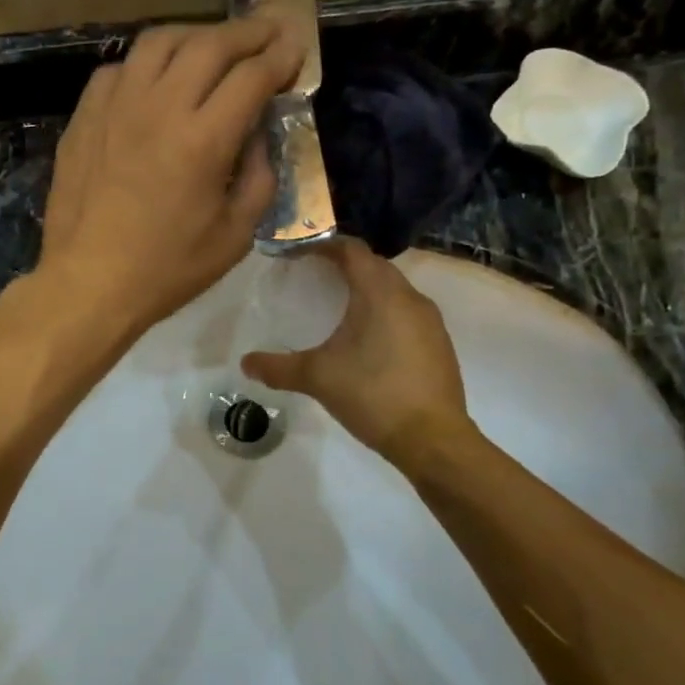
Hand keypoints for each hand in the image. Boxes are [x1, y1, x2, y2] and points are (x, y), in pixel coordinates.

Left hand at [38, 16, 302, 336]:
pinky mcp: (85, 117)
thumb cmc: (167, 270)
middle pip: (210, 45)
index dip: (280, 57)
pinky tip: (156, 79)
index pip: (251, 76)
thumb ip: (259, 178)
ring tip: (214, 44)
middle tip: (269, 30)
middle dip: (248, 31)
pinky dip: (147, 64)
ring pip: (159, 42)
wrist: (90, 283)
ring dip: (196, 35)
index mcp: (203, 141)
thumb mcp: (235, 236)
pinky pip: (119, 69)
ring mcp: (115, 107)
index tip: (295, 48)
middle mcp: (160, 109)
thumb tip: (258, 137)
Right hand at [242, 239, 479, 469]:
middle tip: (314, 276)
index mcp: (380, 293)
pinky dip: (384, 311)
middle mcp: (409, 297)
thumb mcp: (317, 378)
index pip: (352, 250)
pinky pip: (407, 312)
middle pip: (374, 266)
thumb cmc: (372, 395)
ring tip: (339, 305)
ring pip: (394, 289)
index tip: (299, 253)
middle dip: (344, 265)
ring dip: (367, 288)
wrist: (432, 439)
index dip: (324, 245)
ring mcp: (430, 321)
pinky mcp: (439, 343)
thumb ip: (278, 367)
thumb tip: (245, 363)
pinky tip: (368, 338)